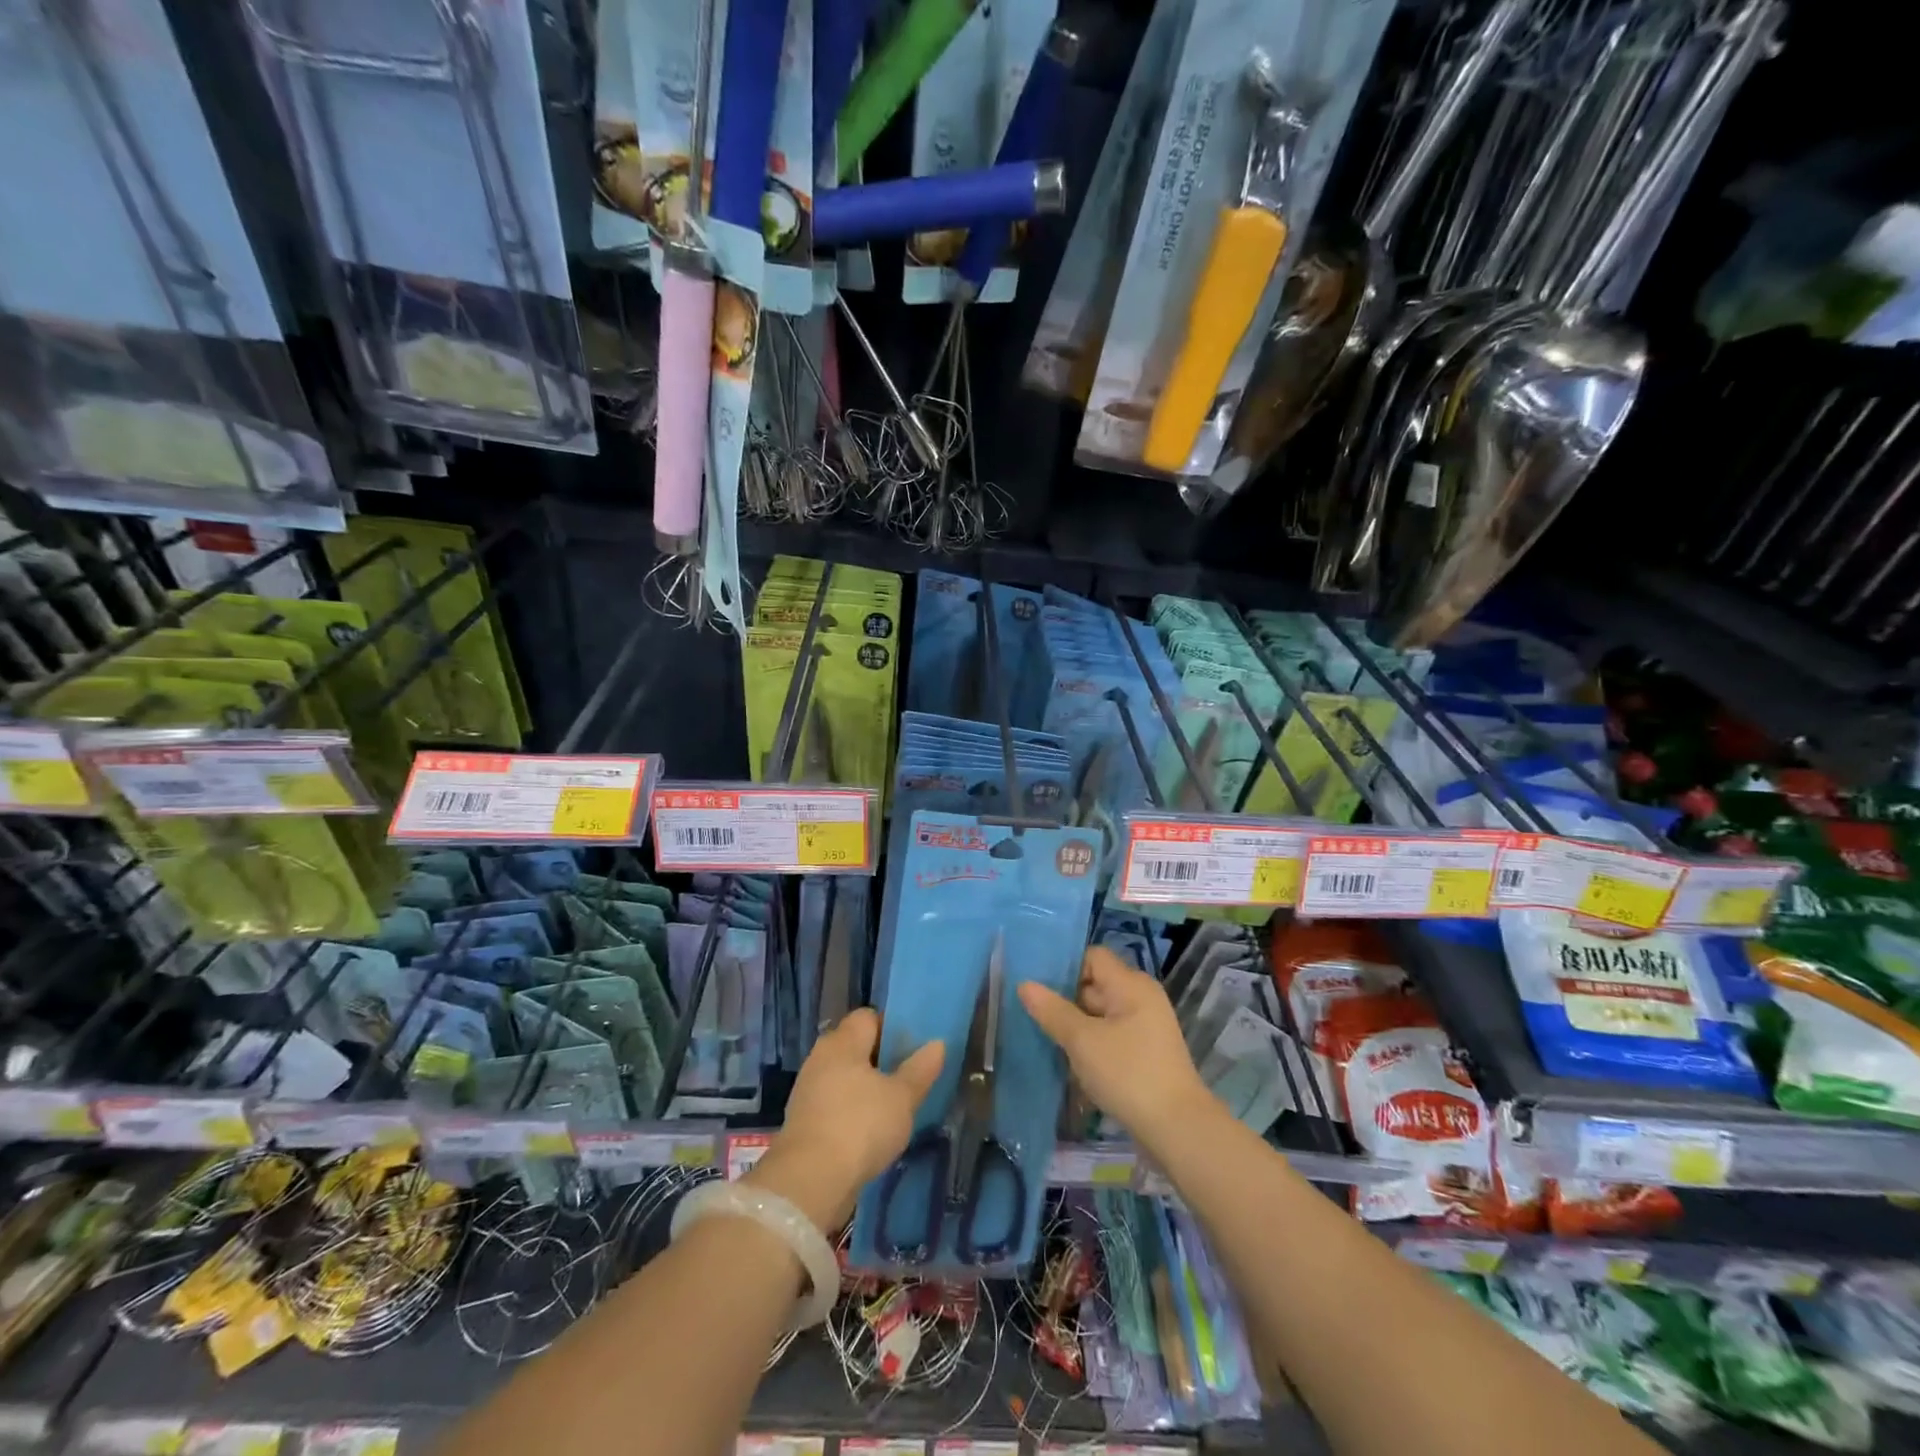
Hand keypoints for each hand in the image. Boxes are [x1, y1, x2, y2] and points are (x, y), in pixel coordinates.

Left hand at [750, 1009, 944, 1231]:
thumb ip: (920, 1069)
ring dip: (865, 1087)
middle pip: (854, 1046)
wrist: (810, 1181)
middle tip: (908, 1075)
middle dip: (880, 1058)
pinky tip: (871, 1129)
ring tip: (894, 1104)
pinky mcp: (804, 1121)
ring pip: (844, 1077)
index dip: (891, 1026)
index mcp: (843, 1042)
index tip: (914, 1046)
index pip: (868, 1017)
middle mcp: (821, 1057)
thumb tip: (937, 1043)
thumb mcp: (902, 1098)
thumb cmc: (860, 1125)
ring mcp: (808, 1090)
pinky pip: (834, 1103)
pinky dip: (852, 1111)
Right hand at [1018, 947, 1213, 1151]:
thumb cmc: (1128, 1074)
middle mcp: (1141, 997)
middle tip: (1033, 1015)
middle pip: (1095, 984)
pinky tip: (1070, 1060)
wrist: (1177, 1128)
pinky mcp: (1145, 1051)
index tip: (1038, 987)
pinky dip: (1091, 1043)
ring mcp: (1145, 1026)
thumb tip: (1025, 984)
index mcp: (1131, 985)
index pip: (1093, 957)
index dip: (1065, 968)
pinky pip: (1111, 1035)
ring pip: (1101, 1013)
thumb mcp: (1082, 1041)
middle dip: (1066, 999)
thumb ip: (1052, 1011)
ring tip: (1045, 1038)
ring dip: (1076, 1025)